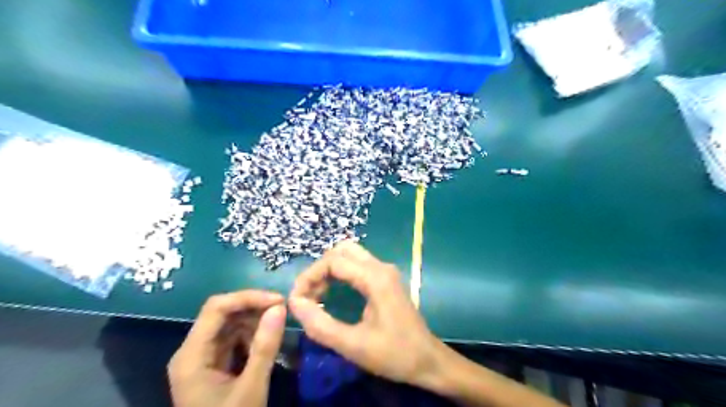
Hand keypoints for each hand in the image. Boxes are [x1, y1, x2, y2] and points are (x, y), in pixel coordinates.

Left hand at [168, 289, 285, 406]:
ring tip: (277, 330)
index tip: (278, 301)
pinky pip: (233, 339)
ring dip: (254, 322)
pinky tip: (266, 344)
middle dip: (253, 309)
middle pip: (222, 313)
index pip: (216, 308)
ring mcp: (202, 358)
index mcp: (191, 356)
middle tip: (283, 312)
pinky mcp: (213, 365)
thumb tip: (280, 307)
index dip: (248, 298)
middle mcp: (192, 351)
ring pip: (229, 324)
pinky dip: (252, 336)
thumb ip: (265, 347)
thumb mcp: (251, 389)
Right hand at [288, 242, 441, 388]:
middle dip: (319, 269)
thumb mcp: (353, 345)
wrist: (427, 360)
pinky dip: (340, 273)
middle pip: (342, 251)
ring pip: (350, 255)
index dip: (309, 276)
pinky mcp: (386, 279)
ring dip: (329, 270)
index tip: (296, 299)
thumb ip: (320, 325)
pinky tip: (332, 293)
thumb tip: (294, 303)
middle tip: (308, 294)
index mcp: (375, 278)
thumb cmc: (394, 354)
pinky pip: (358, 265)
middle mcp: (381, 267)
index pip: (333, 261)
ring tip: (317, 295)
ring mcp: (385, 271)